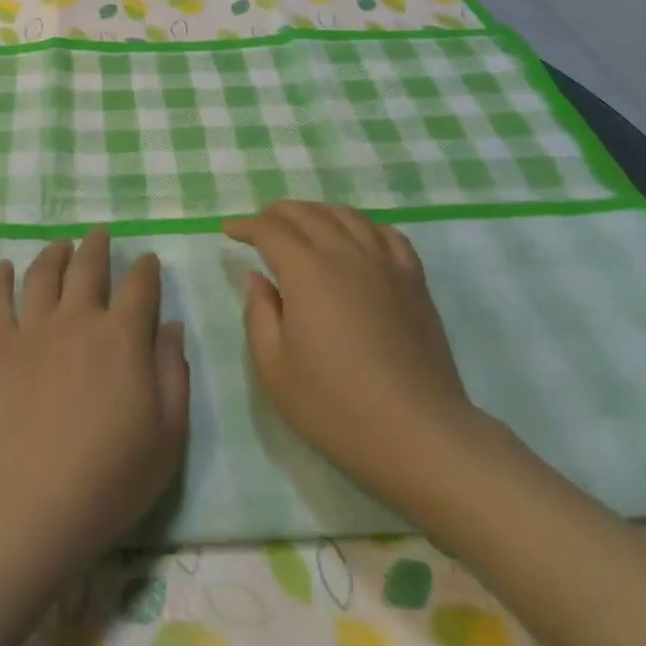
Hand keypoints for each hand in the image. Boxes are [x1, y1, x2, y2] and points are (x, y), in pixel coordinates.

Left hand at [0, 229, 189, 570]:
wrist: (34, 501)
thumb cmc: (112, 475)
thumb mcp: (169, 432)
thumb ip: (174, 372)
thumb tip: (171, 325)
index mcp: (124, 336)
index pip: (140, 285)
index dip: (146, 269)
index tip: (148, 260)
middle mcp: (79, 319)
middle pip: (88, 266)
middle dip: (97, 246)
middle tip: (100, 233)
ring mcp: (34, 330)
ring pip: (43, 274)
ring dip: (54, 253)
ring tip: (60, 245)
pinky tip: (3, 267)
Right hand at [223, 202, 479, 506]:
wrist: (417, 432)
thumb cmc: (335, 405)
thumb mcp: (274, 367)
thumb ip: (259, 314)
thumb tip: (258, 278)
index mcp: (307, 271)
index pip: (270, 230)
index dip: (245, 226)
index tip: (229, 232)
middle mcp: (346, 254)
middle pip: (307, 214)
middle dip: (277, 214)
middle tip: (258, 226)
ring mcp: (386, 264)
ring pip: (347, 216)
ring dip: (317, 212)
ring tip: (302, 224)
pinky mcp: (414, 281)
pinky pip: (386, 234)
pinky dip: (362, 225)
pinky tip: (356, 237)